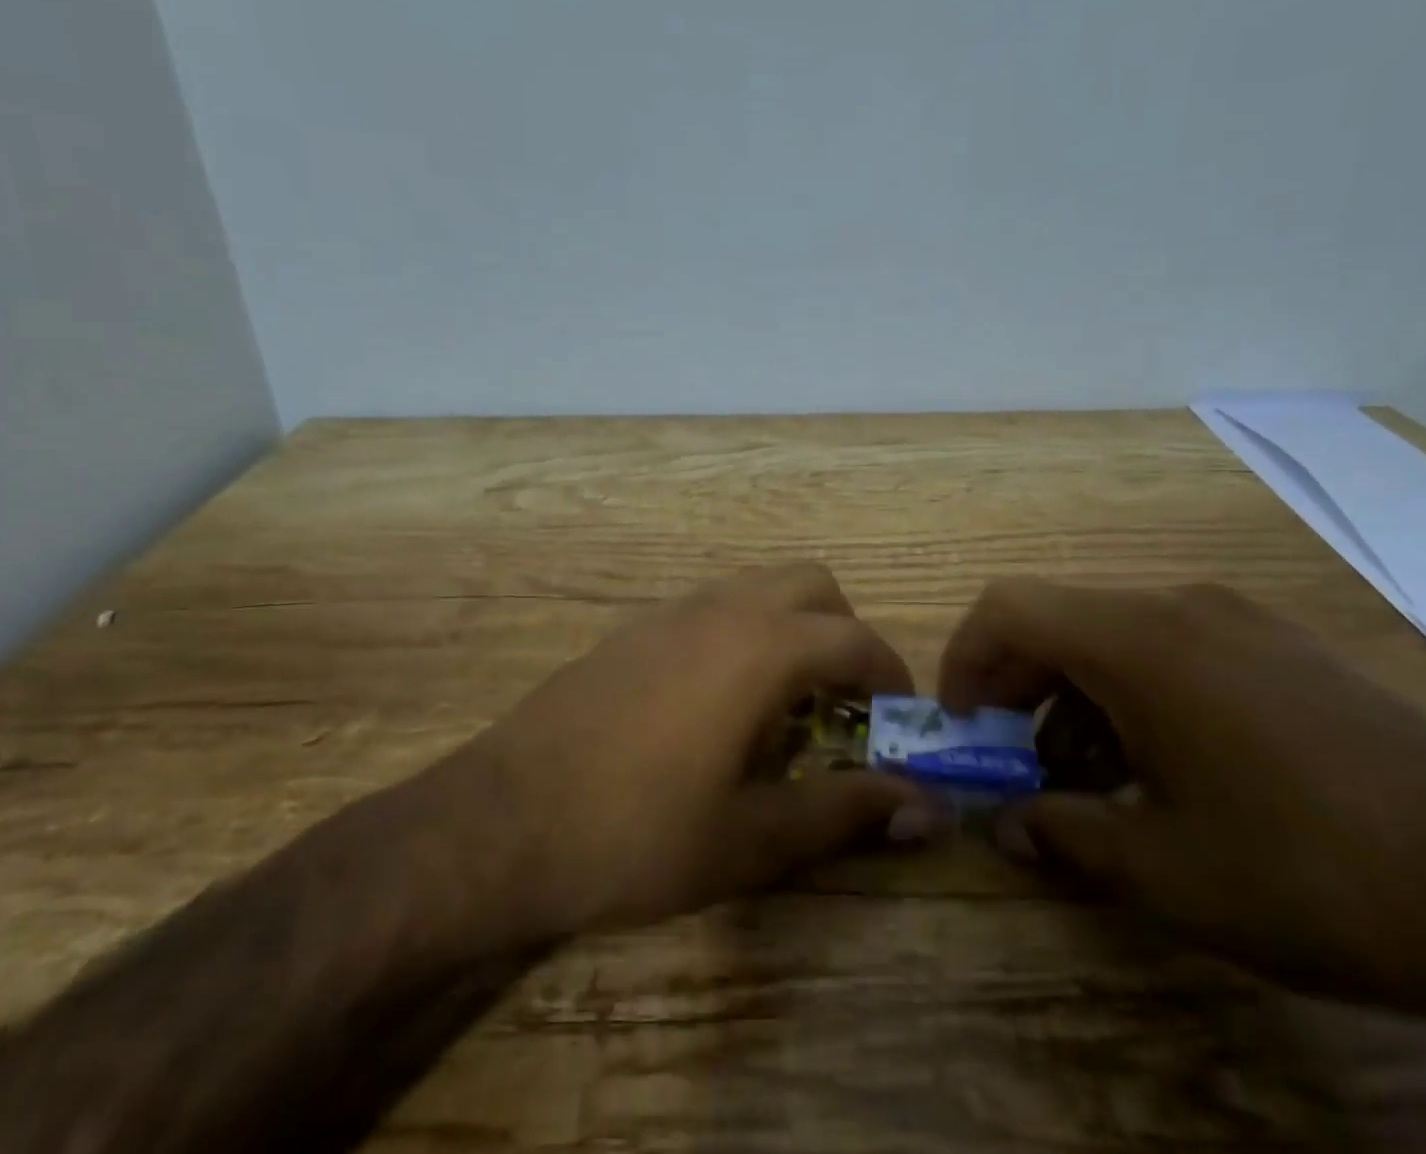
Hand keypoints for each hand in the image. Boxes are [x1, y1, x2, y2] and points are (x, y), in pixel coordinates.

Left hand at [474, 564, 935, 936]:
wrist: (500, 823)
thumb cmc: (636, 836)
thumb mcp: (750, 839)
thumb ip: (843, 811)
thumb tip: (925, 809)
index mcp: (759, 648)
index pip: (855, 640)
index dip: (892, 674)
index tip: (903, 718)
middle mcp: (721, 609)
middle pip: (812, 586)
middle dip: (844, 632)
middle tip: (845, 702)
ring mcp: (670, 612)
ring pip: (759, 587)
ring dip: (793, 627)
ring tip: (788, 704)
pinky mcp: (633, 629)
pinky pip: (714, 606)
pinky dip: (745, 631)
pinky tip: (721, 703)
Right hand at [941, 579, 1425, 1003]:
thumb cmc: (1305, 871)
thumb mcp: (1163, 870)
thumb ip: (1064, 835)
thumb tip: (1005, 825)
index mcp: (1137, 641)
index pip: (1009, 607)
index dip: (966, 658)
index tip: (963, 724)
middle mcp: (1180, 607)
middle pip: (1060, 618)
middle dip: (1020, 685)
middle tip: (1018, 760)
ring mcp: (1239, 621)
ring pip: (1117, 634)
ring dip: (1079, 694)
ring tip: (1097, 778)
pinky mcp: (1283, 647)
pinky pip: (1175, 647)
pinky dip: (1137, 691)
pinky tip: (1172, 766)